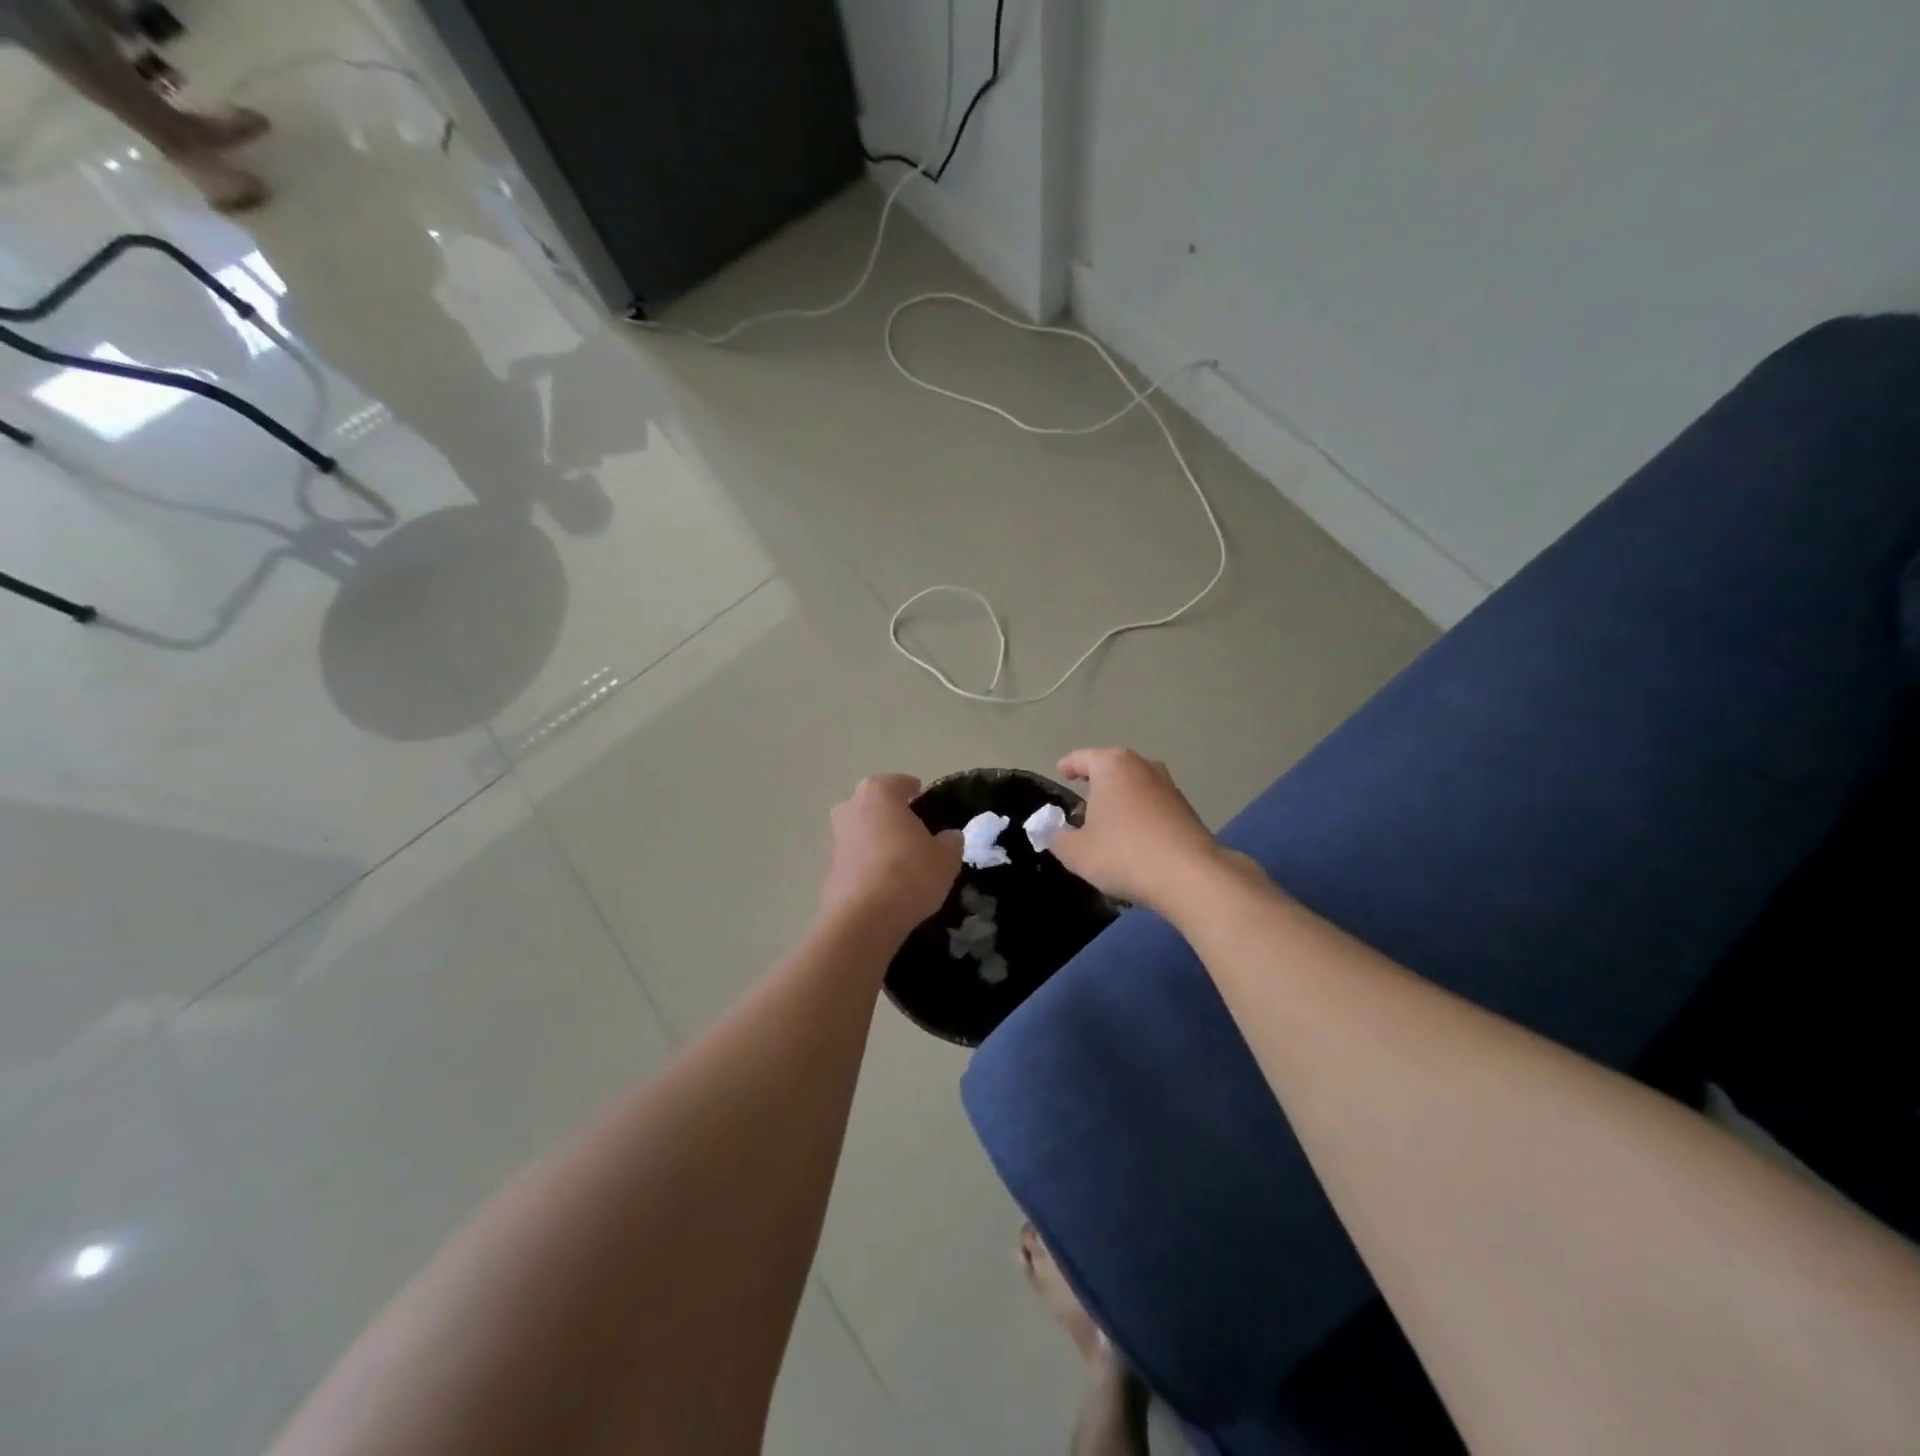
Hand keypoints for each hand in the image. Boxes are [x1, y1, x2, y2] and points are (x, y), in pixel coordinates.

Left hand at [822, 774, 962, 934]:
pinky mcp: (827, 870)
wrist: (865, 918)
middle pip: (874, 805)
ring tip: (899, 860)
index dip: (914, 791)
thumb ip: (950, 841)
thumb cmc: (911, 872)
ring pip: (861, 832)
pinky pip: (854, 859)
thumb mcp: (946, 857)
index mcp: (879, 793)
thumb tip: (948, 837)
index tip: (923, 799)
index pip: (899, 783)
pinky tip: (884, 883)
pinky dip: (867, 865)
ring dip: (876, 840)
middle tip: (912, 831)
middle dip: (890, 815)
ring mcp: (835, 839)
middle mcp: (850, 808)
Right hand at [1051, 749, 1230, 911]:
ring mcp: (1169, 786)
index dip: (1068, 766)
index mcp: (1112, 766)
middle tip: (1082, 799)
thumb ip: (1057, 837)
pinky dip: (1140, 814)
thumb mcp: (1076, 852)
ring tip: (1108, 820)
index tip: (1061, 773)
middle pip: (1112, 767)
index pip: (1082, 758)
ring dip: (1121, 798)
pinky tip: (1134, 837)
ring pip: (1136, 785)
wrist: (1190, 876)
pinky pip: (1153, 805)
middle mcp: (1143, 766)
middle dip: (1097, 781)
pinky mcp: (1187, 809)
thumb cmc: (1123, 853)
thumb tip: (1052, 830)